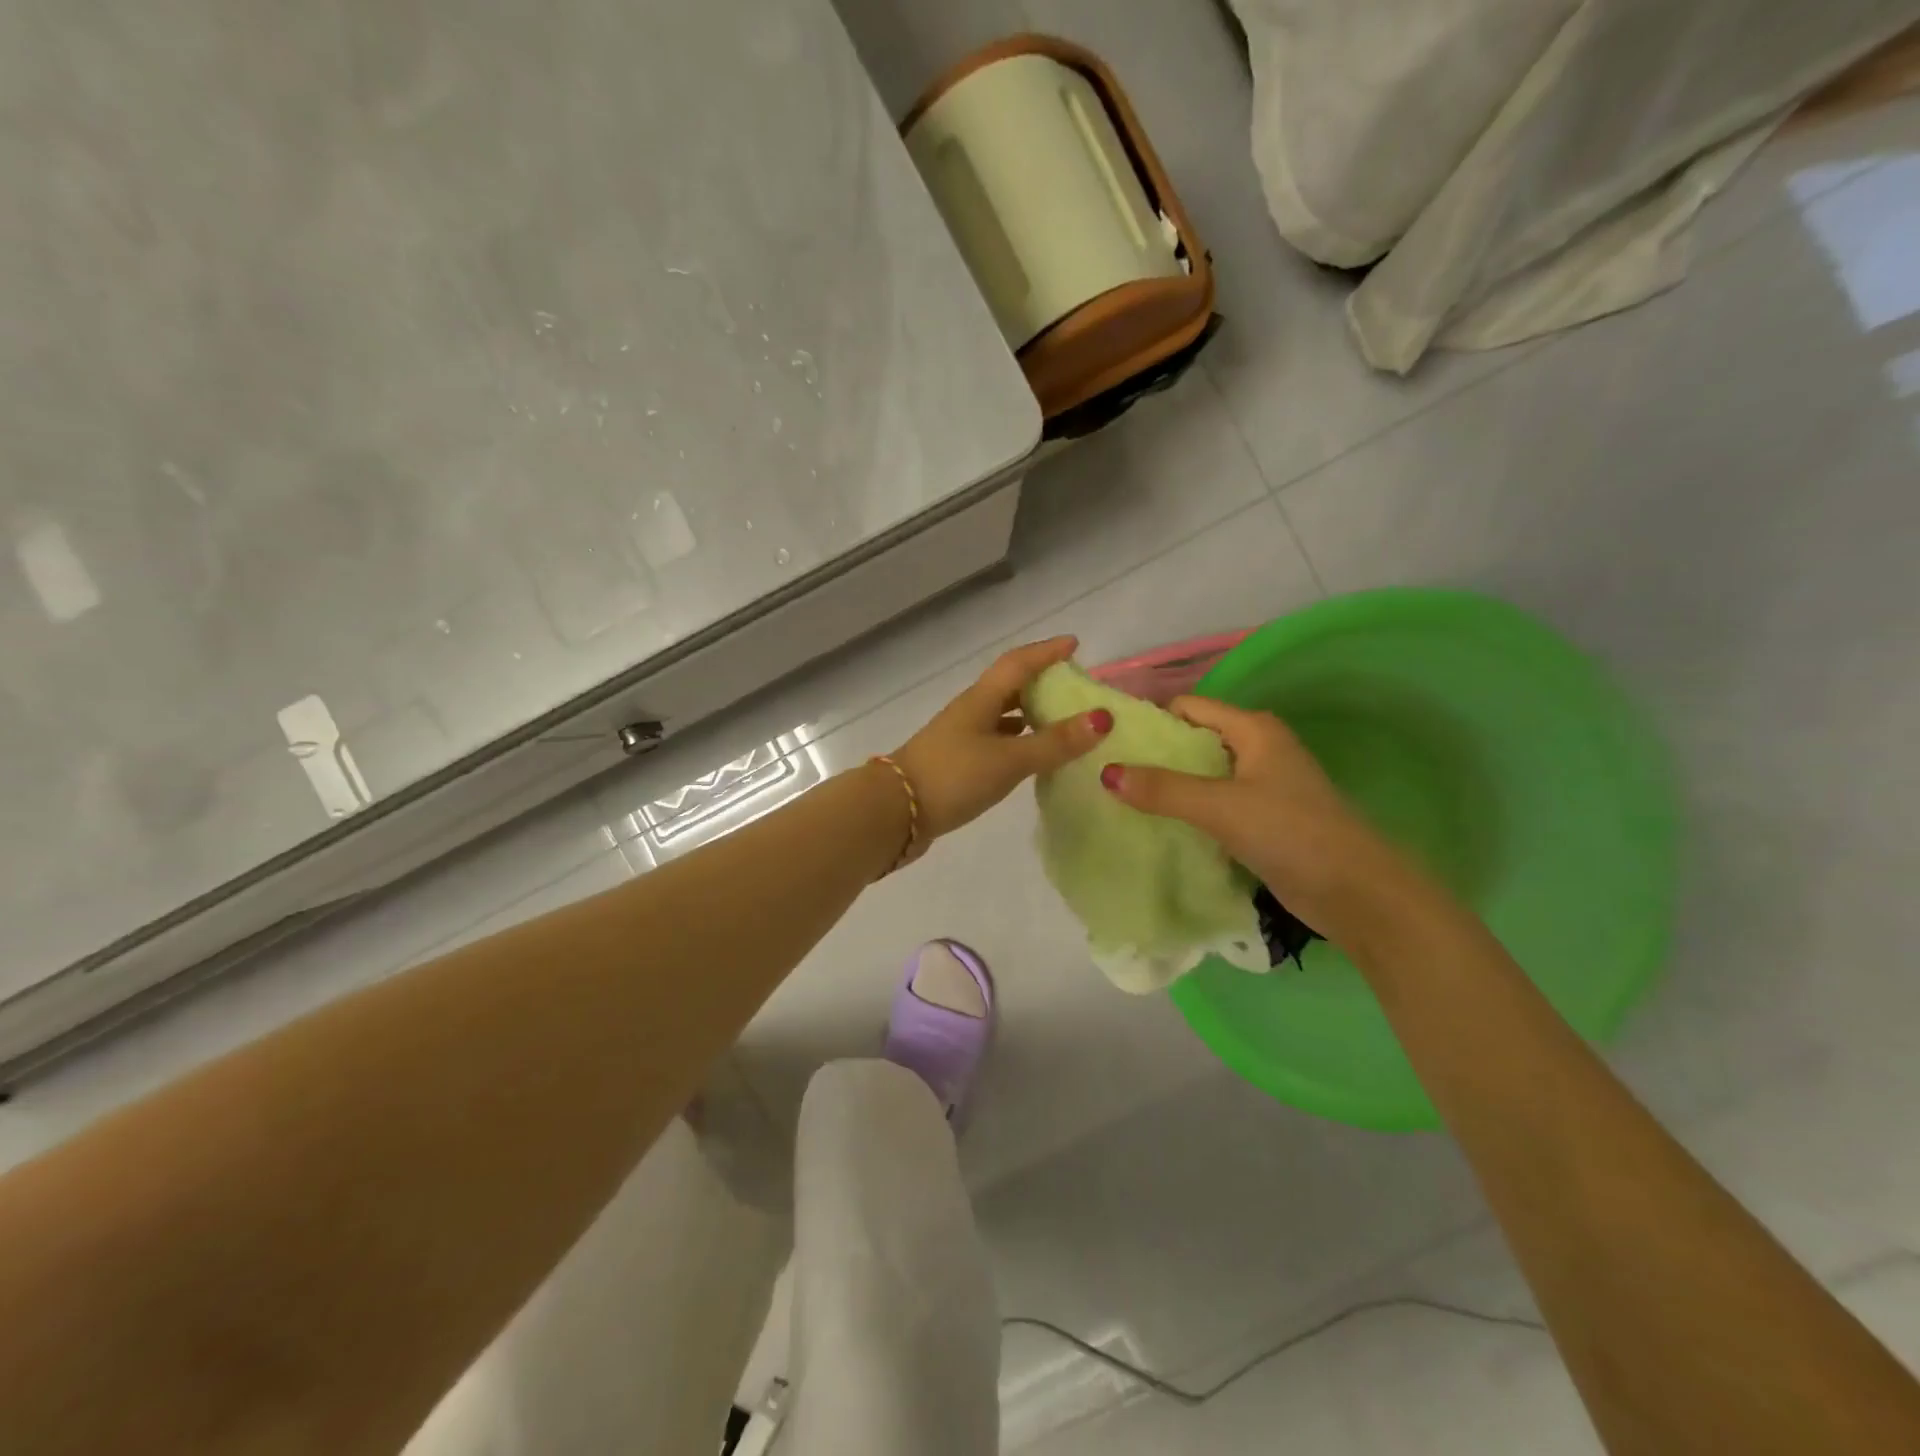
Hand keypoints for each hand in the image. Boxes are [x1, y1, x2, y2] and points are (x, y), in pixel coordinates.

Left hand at [892, 637, 1112, 849]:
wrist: (895, 813)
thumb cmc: (953, 776)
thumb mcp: (1009, 759)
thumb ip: (1055, 742)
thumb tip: (1103, 717)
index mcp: (981, 700)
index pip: (1018, 663)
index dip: (1046, 651)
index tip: (1075, 645)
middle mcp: (971, 712)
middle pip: (1010, 686)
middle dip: (1042, 681)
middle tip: (1075, 687)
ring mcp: (961, 737)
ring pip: (1002, 715)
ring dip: (1030, 712)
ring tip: (1063, 720)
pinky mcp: (957, 762)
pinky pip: (996, 740)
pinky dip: (1018, 741)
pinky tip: (1031, 755)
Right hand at [1101, 696, 1412, 936]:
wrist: (1356, 892)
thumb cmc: (1291, 833)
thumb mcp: (1220, 807)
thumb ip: (1163, 789)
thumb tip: (1107, 773)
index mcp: (1253, 730)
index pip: (1189, 708)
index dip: (1151, 720)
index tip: (1111, 742)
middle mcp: (1257, 749)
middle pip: (1193, 741)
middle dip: (1154, 756)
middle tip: (1109, 774)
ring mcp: (1262, 786)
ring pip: (1202, 776)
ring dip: (1169, 787)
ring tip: (1123, 800)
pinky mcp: (1262, 819)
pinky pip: (1213, 805)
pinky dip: (1188, 811)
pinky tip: (1158, 826)